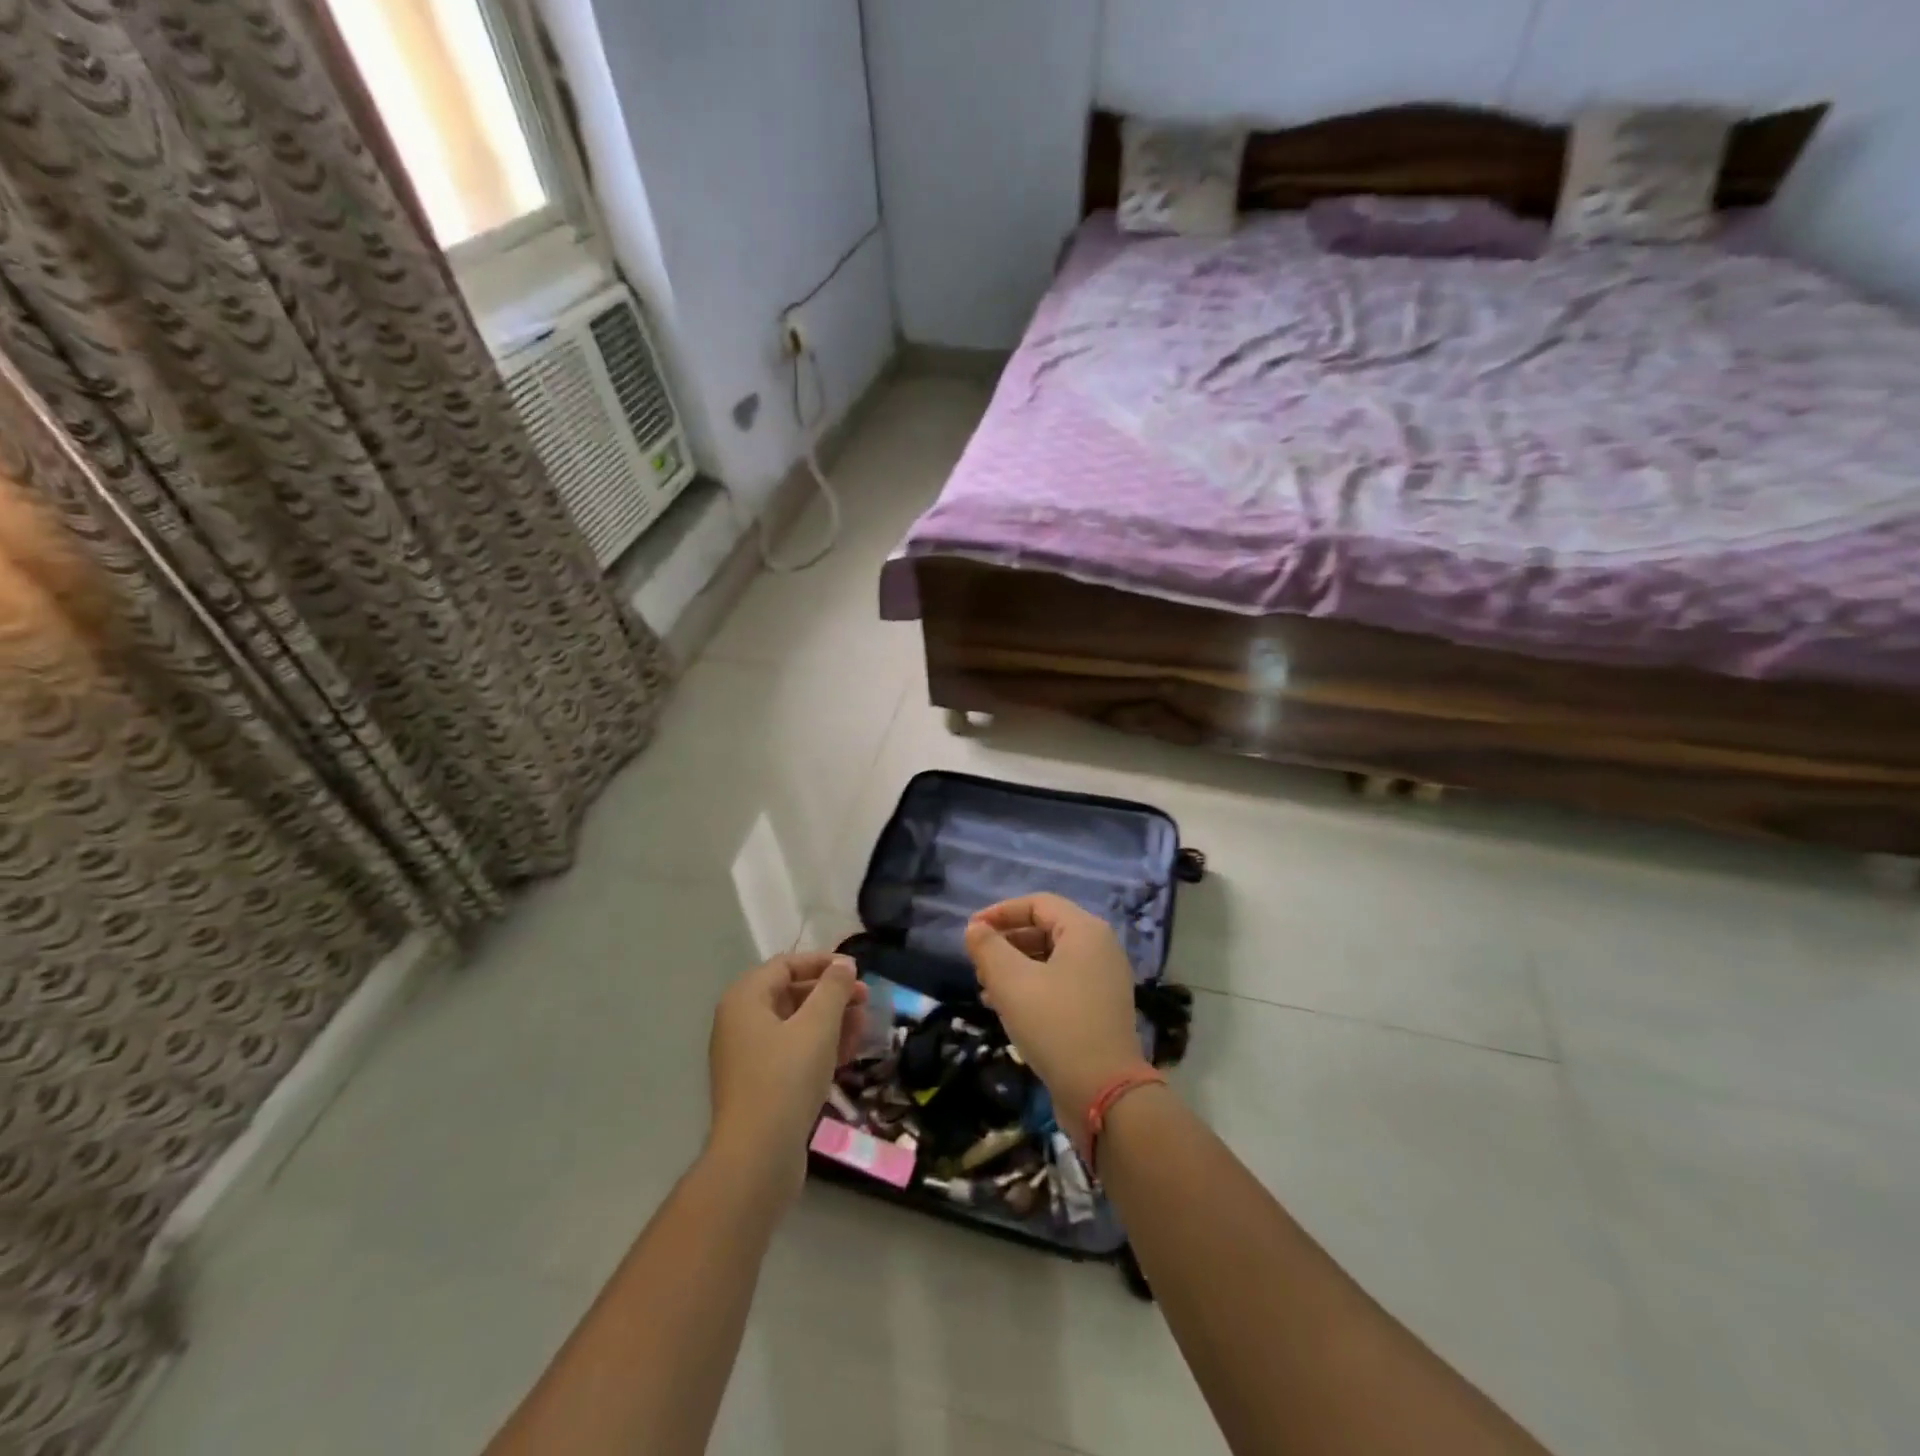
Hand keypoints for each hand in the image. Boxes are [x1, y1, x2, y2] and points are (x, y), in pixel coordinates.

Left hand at [707, 952, 868, 1201]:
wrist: (757, 1158)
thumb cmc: (786, 1078)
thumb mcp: (818, 1024)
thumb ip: (834, 988)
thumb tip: (844, 965)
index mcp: (745, 999)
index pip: (787, 964)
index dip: (824, 963)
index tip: (858, 972)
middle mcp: (741, 1022)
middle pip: (792, 994)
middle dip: (832, 995)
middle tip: (867, 1001)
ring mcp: (748, 1056)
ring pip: (796, 1025)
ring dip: (832, 1022)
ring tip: (864, 1028)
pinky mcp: (760, 1086)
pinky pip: (793, 1052)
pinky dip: (820, 1047)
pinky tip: (848, 1054)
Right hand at [965, 894, 1151, 1152]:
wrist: (1103, 1092)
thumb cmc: (1055, 1025)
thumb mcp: (1011, 982)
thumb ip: (988, 948)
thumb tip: (975, 929)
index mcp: (1085, 931)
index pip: (1037, 904)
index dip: (1000, 912)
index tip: (971, 930)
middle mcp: (1100, 948)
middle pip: (1046, 929)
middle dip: (1007, 942)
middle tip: (977, 961)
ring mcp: (1104, 980)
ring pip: (1051, 959)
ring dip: (1016, 967)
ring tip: (985, 987)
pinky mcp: (1101, 1009)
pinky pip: (1061, 983)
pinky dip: (1033, 987)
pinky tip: (1006, 1008)